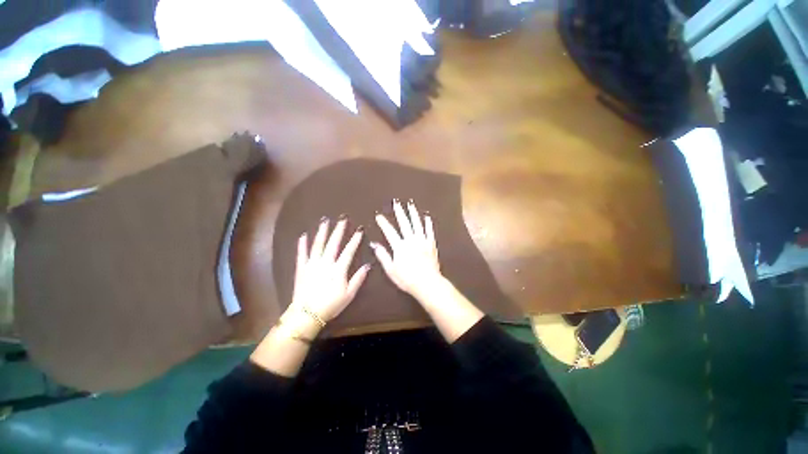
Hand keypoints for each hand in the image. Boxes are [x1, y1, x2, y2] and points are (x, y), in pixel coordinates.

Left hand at [289, 217, 369, 324]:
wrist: (307, 314)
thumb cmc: (331, 305)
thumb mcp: (349, 294)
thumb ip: (358, 278)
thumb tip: (368, 265)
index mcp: (339, 269)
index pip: (349, 251)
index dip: (355, 240)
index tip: (360, 230)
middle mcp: (326, 263)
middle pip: (334, 243)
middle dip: (339, 230)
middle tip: (342, 218)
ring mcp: (312, 264)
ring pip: (318, 244)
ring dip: (322, 232)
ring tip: (325, 220)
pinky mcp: (301, 268)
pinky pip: (302, 253)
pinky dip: (302, 244)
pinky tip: (304, 235)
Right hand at [372, 199, 443, 298]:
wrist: (428, 283)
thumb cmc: (407, 279)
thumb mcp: (391, 270)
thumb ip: (383, 256)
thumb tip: (374, 245)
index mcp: (400, 247)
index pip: (390, 232)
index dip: (383, 223)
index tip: (379, 216)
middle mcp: (411, 241)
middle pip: (404, 223)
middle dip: (399, 212)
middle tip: (396, 202)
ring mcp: (422, 241)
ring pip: (417, 224)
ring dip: (413, 213)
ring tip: (410, 204)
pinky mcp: (431, 244)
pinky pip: (429, 231)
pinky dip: (428, 223)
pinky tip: (426, 216)